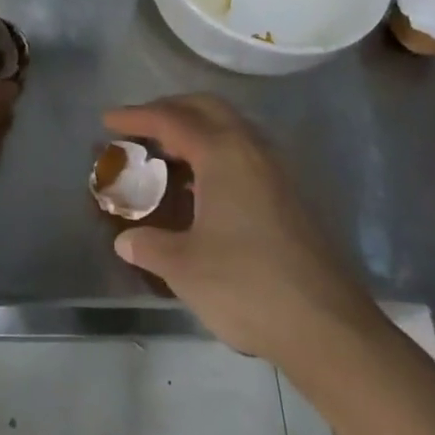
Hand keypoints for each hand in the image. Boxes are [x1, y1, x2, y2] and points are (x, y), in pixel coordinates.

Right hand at [105, 94, 379, 363]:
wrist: (326, 326)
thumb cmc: (246, 285)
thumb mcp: (184, 266)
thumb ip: (149, 246)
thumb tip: (126, 240)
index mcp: (223, 154)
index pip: (172, 120)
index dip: (136, 117)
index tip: (107, 120)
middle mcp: (252, 150)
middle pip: (207, 109)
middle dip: (170, 109)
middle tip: (140, 127)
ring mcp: (277, 172)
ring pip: (231, 129)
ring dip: (196, 130)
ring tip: (166, 155)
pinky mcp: (290, 196)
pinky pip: (244, 153)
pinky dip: (216, 153)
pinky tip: (201, 189)